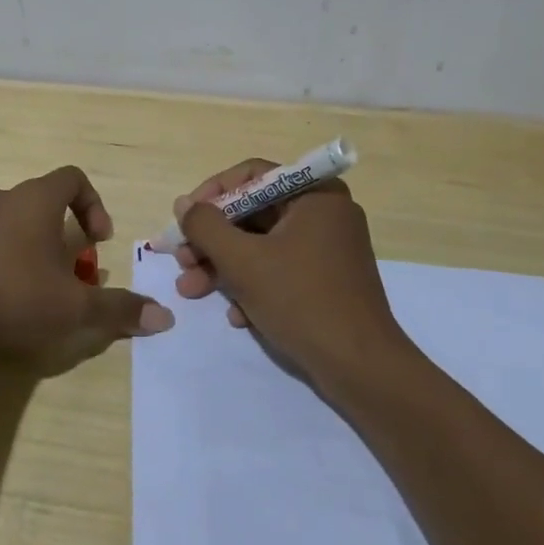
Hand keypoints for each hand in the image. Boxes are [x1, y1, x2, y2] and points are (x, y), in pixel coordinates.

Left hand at [0, 165, 173, 367]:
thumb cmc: (14, 294)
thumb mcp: (75, 307)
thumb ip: (119, 309)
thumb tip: (165, 318)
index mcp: (36, 199)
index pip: (73, 178)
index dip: (93, 204)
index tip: (97, 240)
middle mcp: (2, 198)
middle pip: (42, 203)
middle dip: (62, 235)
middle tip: (70, 274)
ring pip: (10, 222)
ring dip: (29, 248)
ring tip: (35, 289)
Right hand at [170, 159, 406, 382]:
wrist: (361, 369)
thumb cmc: (301, 301)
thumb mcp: (243, 261)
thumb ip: (206, 227)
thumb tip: (184, 204)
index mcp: (315, 194)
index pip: (251, 176)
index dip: (211, 194)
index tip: (184, 219)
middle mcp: (324, 212)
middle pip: (253, 212)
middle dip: (212, 240)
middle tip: (182, 262)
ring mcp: (328, 248)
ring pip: (262, 244)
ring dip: (224, 266)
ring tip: (192, 291)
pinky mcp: (327, 280)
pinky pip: (280, 268)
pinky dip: (253, 285)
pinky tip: (236, 315)